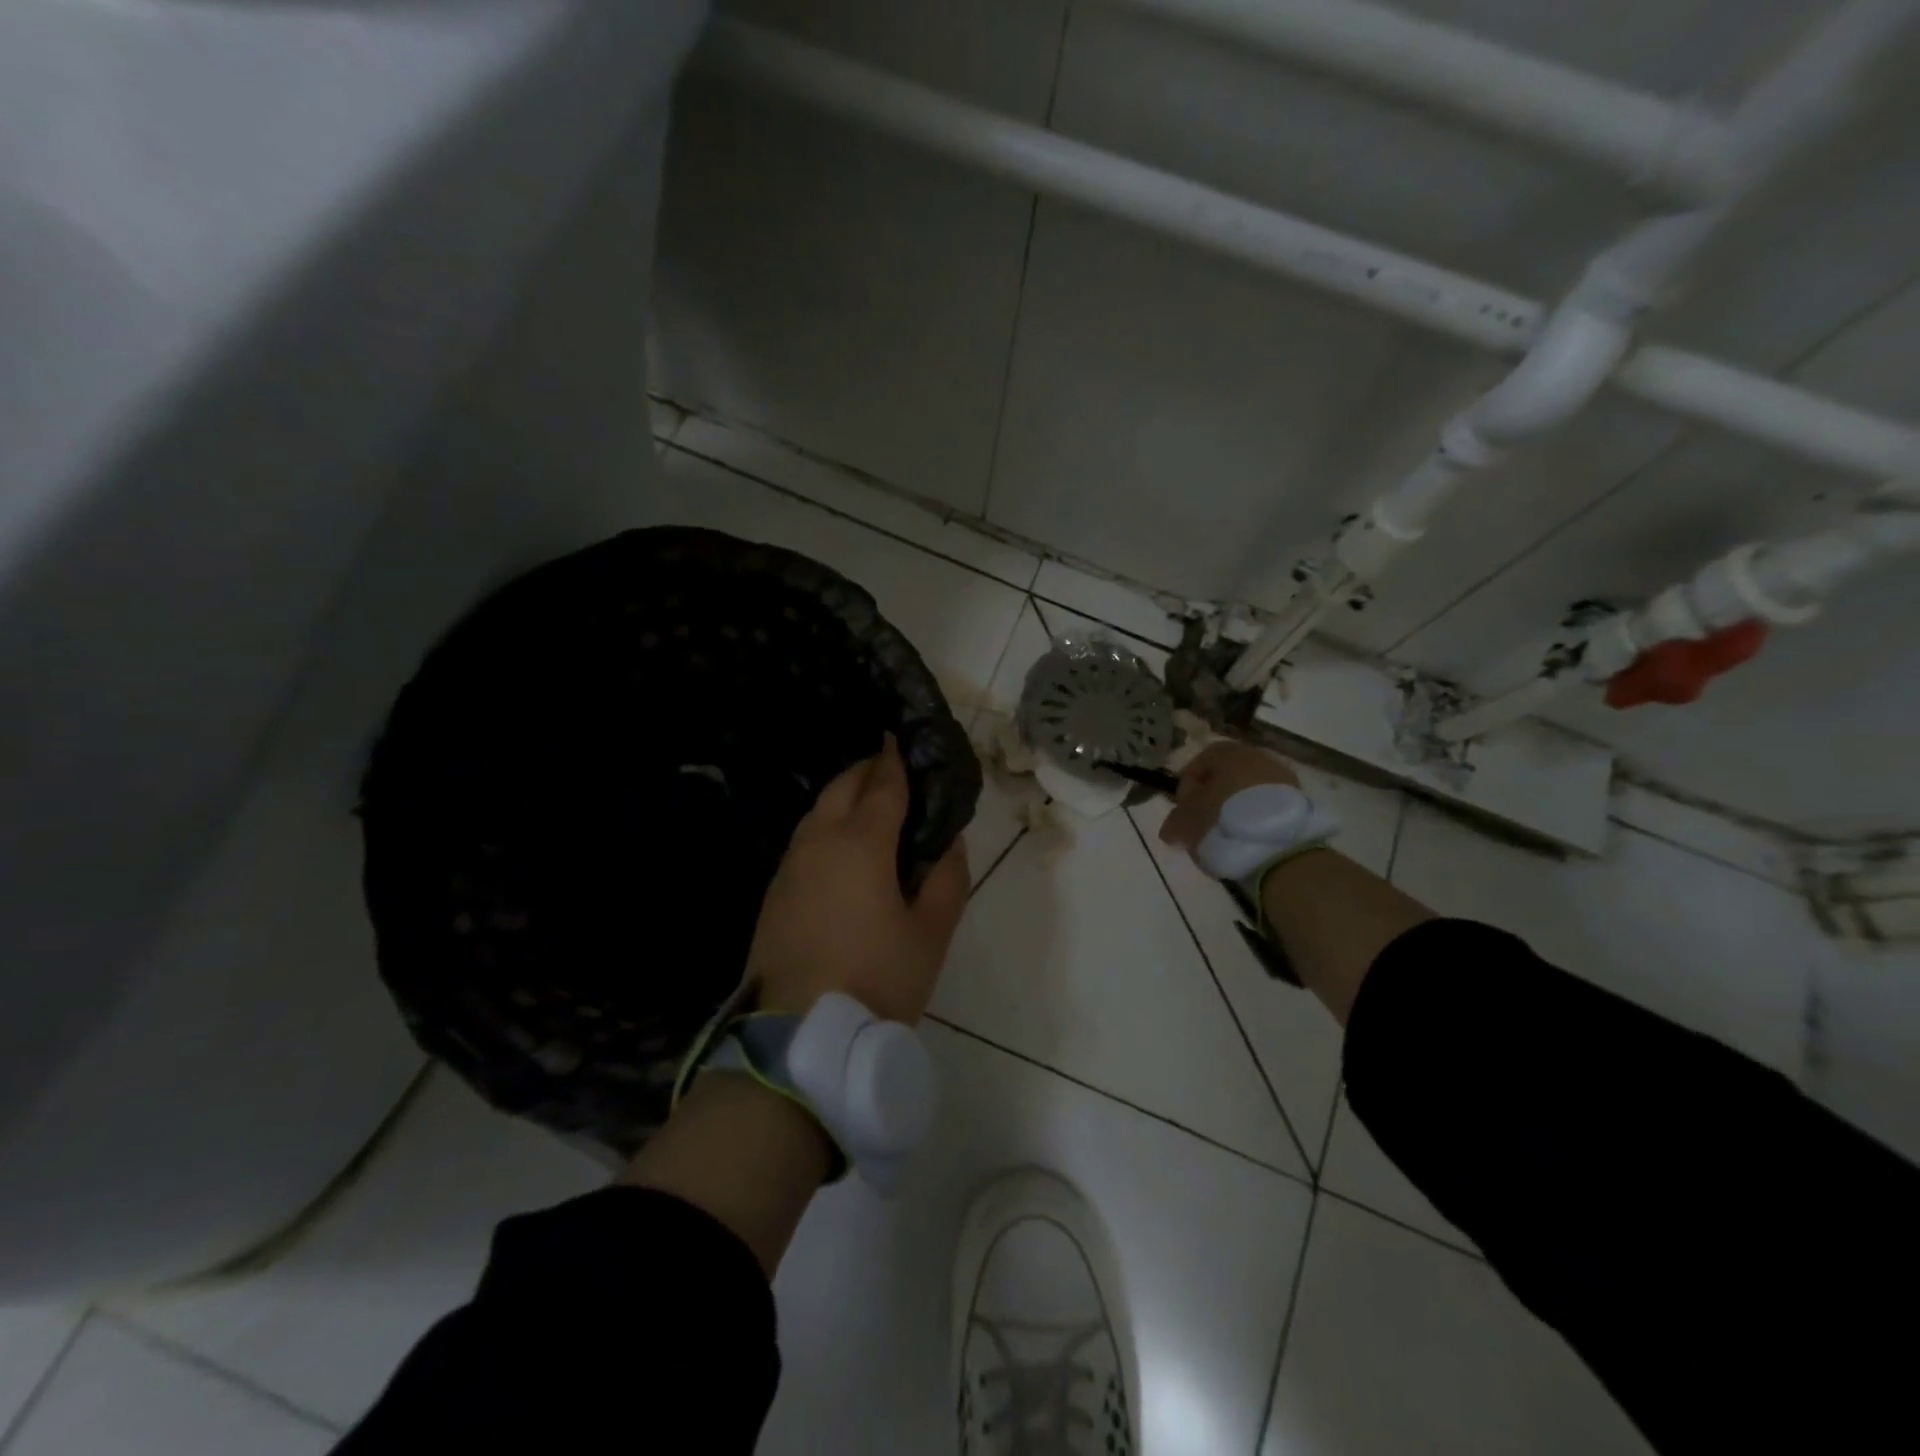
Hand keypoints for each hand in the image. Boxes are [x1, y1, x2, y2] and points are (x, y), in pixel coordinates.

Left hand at [747, 735, 969, 1022]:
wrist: (796, 1037)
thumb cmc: (876, 980)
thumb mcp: (930, 934)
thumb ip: (946, 879)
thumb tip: (949, 841)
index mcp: (860, 843)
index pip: (883, 784)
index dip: (896, 759)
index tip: (903, 738)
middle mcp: (819, 842)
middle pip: (843, 787)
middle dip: (868, 770)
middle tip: (894, 769)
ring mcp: (789, 866)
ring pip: (818, 811)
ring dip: (844, 797)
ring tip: (872, 805)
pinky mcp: (774, 892)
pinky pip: (805, 840)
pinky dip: (827, 826)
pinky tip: (843, 848)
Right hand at [1158, 741, 1301, 851]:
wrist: (1279, 848)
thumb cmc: (1222, 822)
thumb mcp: (1186, 822)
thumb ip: (1175, 820)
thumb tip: (1172, 827)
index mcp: (1227, 752)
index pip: (1199, 762)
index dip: (1186, 787)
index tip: (1182, 810)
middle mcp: (1258, 757)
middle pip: (1228, 775)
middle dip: (1214, 797)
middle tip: (1203, 823)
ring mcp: (1283, 778)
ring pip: (1250, 791)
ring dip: (1236, 809)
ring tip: (1227, 835)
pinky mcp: (1301, 803)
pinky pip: (1269, 806)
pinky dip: (1257, 818)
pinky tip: (1249, 839)